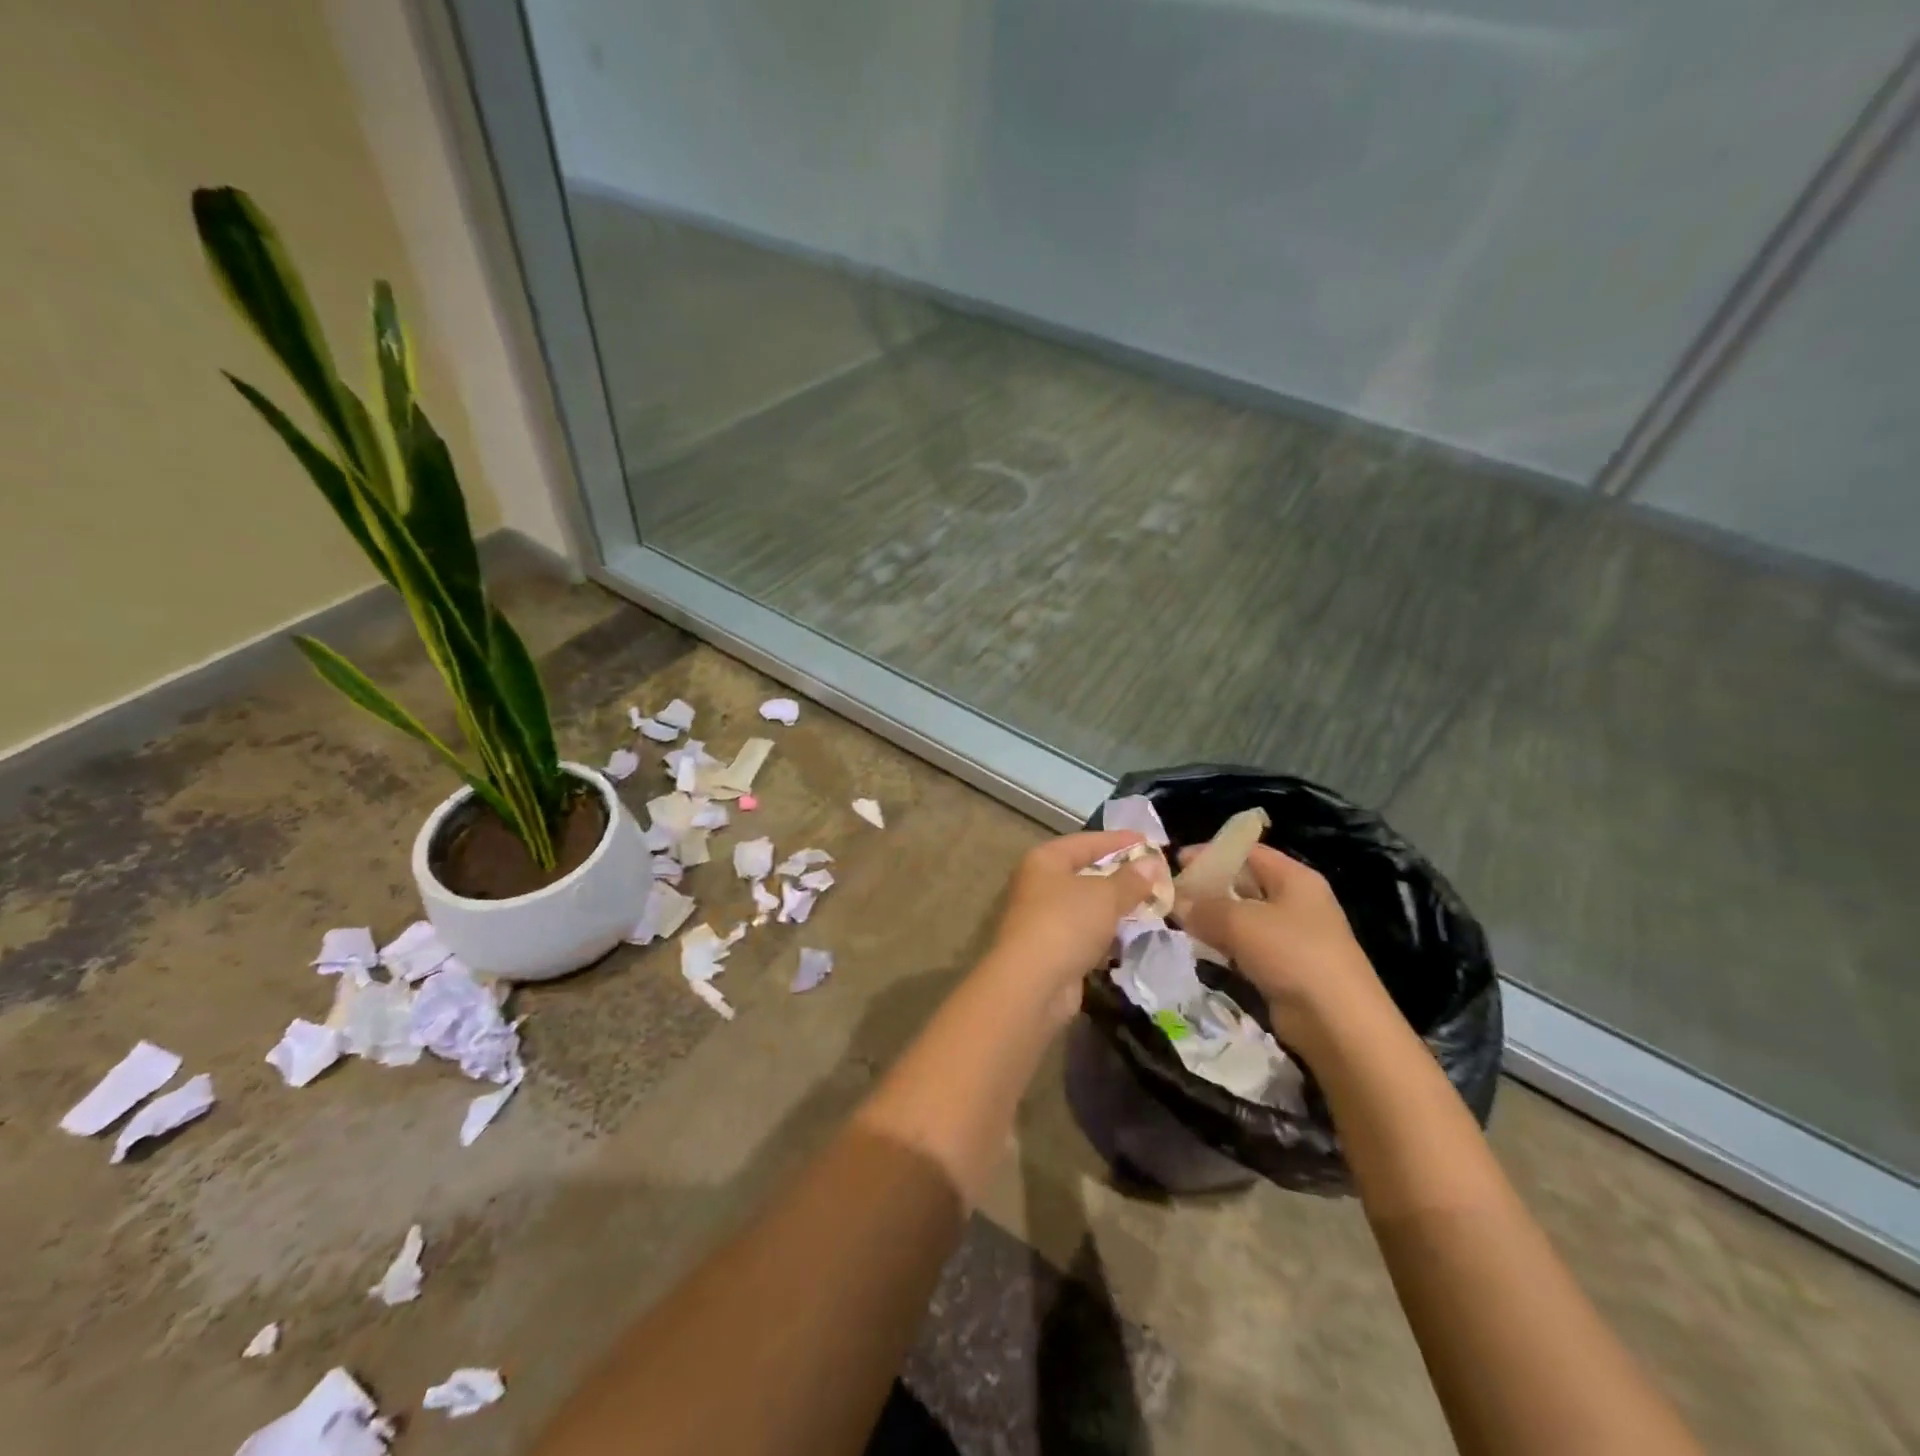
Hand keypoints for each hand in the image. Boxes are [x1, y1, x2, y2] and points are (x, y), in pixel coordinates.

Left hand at [986, 831, 1157, 1021]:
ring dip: (1116, 907)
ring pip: (1087, 906)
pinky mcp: (1052, 950)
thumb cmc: (1066, 923)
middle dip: (1121, 876)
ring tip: (1152, 906)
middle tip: (1155, 876)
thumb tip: (1152, 863)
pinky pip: (1086, 934)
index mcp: (1045, 860)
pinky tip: (1132, 937)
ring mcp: (1044, 919)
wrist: (1032, 984)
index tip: (1150, 842)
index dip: (1119, 840)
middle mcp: (1039, 885)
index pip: (1087, 841)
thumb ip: (1130, 879)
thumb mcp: (1105, 896)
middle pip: (1086, 873)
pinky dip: (1107, 934)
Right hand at [1176, 844, 1386, 1055]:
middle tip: (1171, 895)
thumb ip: (1204, 907)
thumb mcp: (1241, 922)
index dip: (1211, 853)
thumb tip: (1178, 902)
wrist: (1338, 1023)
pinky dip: (1223, 945)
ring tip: (1177, 922)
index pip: (1248, 852)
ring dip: (1212, 919)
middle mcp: (1295, 901)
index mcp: (1294, 878)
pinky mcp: (1284, 967)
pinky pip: (1246, 947)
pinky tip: (1200, 950)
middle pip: (1244, 883)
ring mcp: (1291, 936)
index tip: (1176, 862)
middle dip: (1208, 887)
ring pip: (1242, 917)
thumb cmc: (1292, 955)